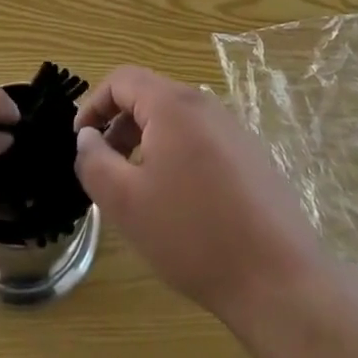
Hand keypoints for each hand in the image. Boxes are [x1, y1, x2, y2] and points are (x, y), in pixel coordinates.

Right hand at [73, 66, 328, 322]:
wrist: (277, 278)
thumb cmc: (192, 234)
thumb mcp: (126, 202)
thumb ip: (94, 161)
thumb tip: (87, 137)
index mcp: (173, 105)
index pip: (122, 79)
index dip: (93, 104)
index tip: (80, 141)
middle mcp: (205, 105)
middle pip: (149, 95)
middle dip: (119, 125)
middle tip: (104, 167)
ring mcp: (233, 129)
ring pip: (175, 119)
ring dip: (146, 141)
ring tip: (137, 187)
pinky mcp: (251, 156)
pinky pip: (201, 139)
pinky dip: (176, 154)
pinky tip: (178, 201)